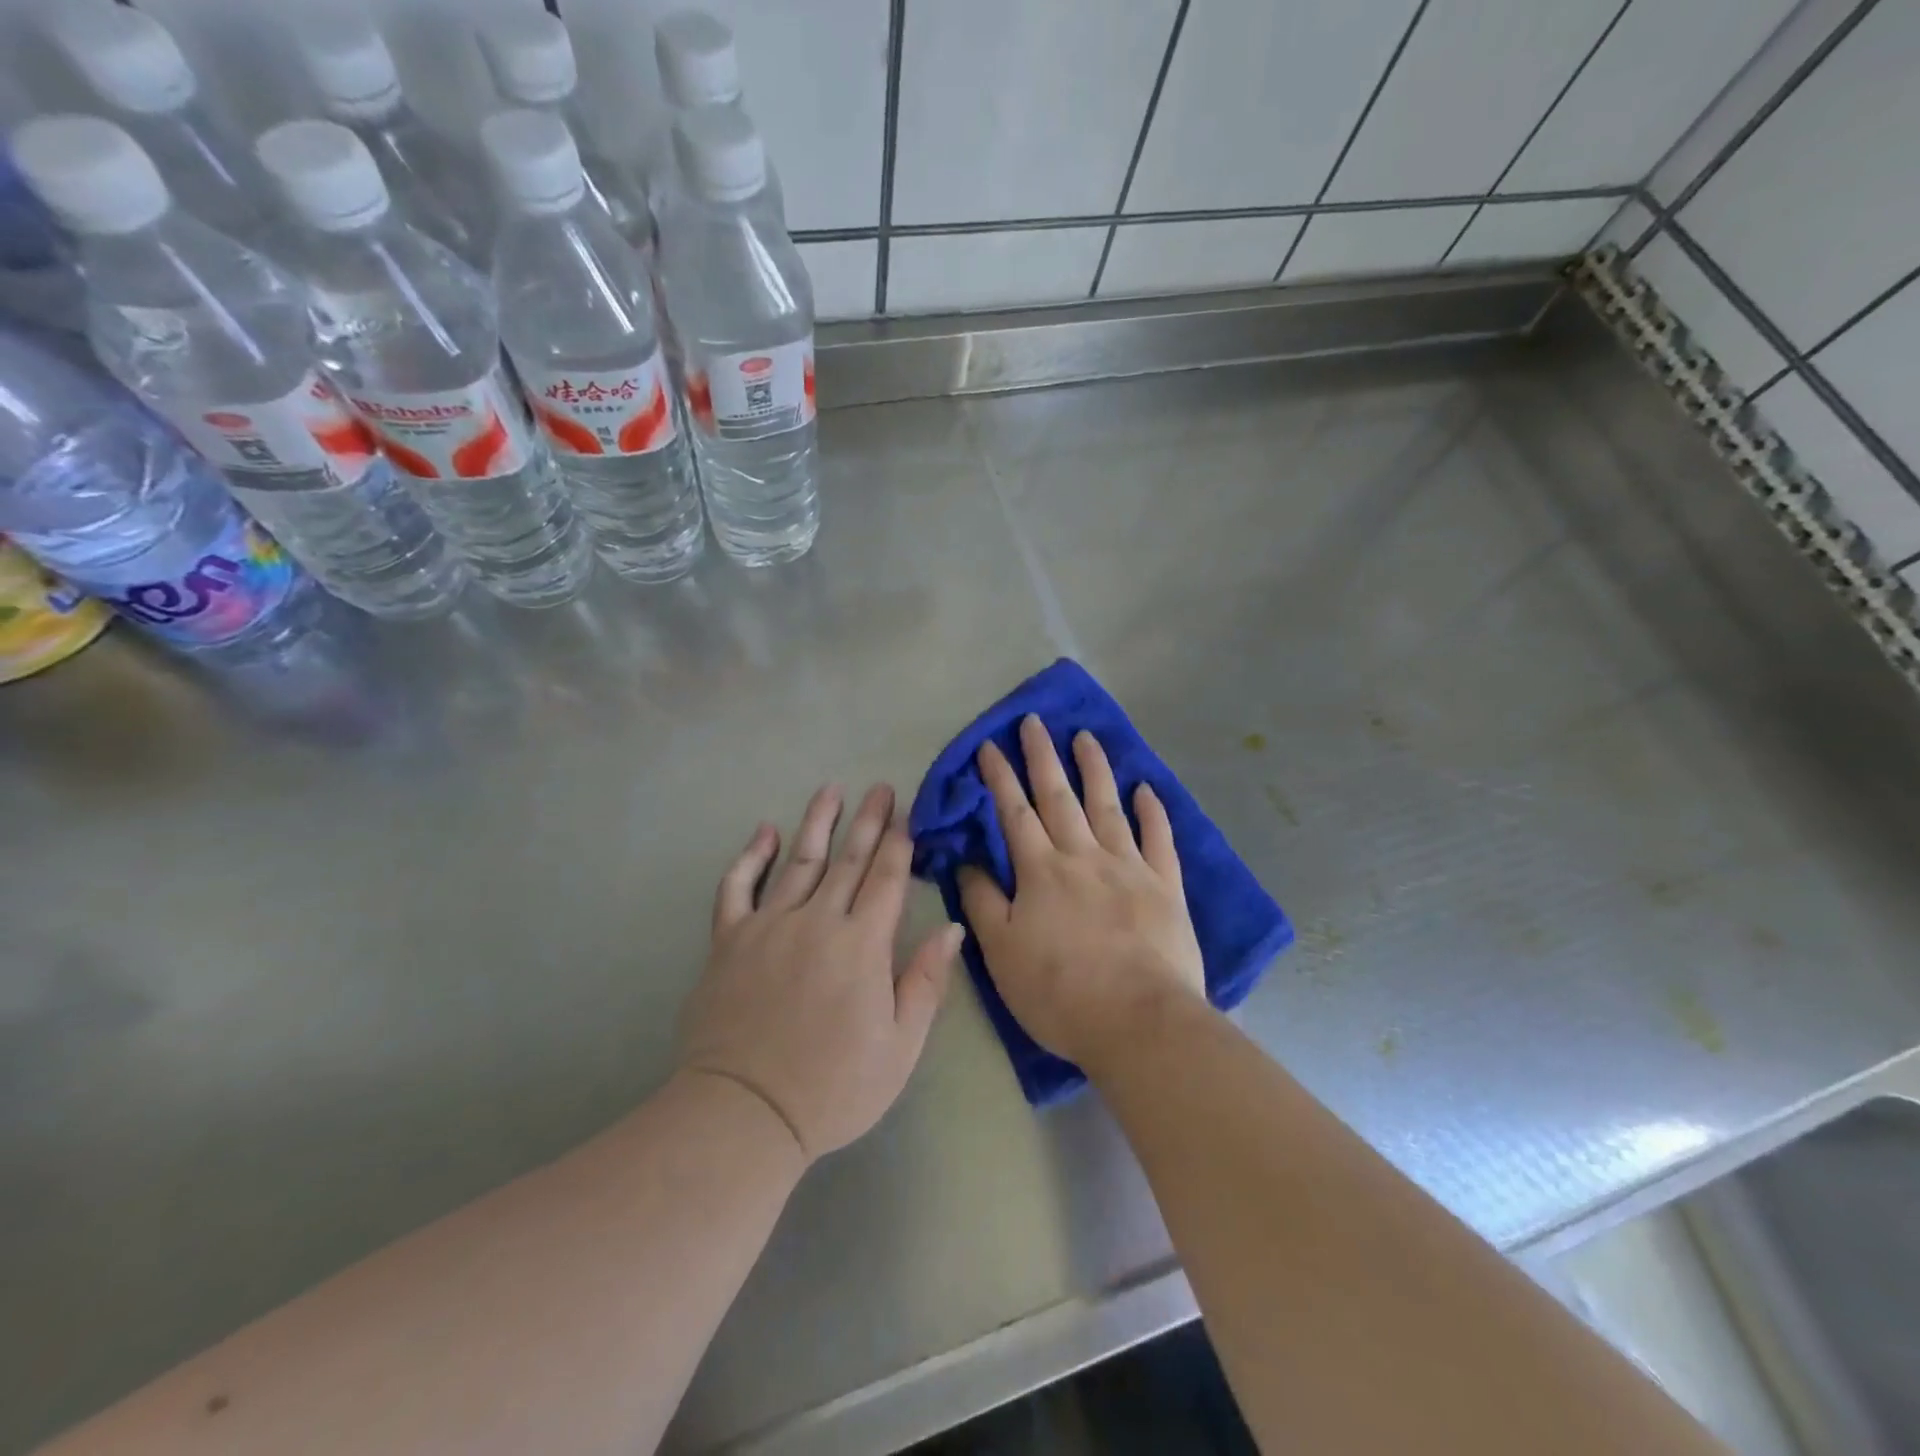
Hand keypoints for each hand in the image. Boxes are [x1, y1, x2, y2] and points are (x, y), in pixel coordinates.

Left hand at [677, 784, 962, 1163]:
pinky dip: (750, 857)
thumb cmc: (834, 1087)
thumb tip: (949, 927)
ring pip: (798, 861)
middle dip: (868, 821)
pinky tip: (764, 831)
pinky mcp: (729, 940)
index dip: (899, 843)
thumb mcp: (901, 1046)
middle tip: (880, 787)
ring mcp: (769, 926)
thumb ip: (925, 981)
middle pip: (849, 860)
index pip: (887, 879)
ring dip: (817, 823)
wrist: (745, 1113)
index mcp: (862, 944)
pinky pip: (737, 887)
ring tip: (831, 790)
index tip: (907, 812)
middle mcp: (817, 921)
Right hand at [959, 715, 1206, 1075]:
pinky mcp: (1166, 887)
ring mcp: (1129, 867)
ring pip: (1108, 806)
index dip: (1000, 777)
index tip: (990, 744)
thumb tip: (966, 861)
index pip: (1014, 813)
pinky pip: (1159, 839)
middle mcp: (1083, 856)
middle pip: (1059, 796)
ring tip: (1085, 736)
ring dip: (1095, 769)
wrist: (1138, 1021)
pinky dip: (1152, 811)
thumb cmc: (1059, 992)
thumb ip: (982, 902)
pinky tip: (1146, 788)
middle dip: (1042, 756)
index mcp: (1041, 871)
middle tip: (1034, 721)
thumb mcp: (1001, 952)